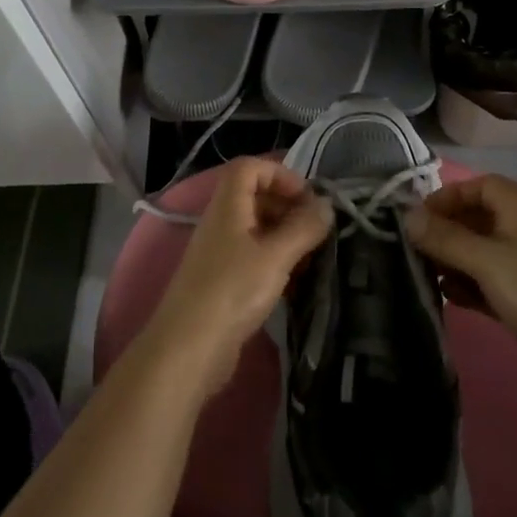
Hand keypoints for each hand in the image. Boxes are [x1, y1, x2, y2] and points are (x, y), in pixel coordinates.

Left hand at [140, 157, 332, 400]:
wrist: (188, 350)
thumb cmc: (232, 291)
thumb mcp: (275, 256)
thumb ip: (303, 228)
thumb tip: (327, 204)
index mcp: (228, 205)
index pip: (250, 167)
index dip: (280, 174)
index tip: (308, 198)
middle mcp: (221, 222)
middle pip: (254, 196)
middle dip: (288, 206)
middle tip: (316, 229)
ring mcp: (220, 252)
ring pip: (256, 228)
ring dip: (285, 235)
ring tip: (312, 257)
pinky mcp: (223, 281)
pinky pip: (253, 256)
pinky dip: (275, 260)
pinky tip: (295, 282)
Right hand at [405, 174, 516, 406]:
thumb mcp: (487, 259)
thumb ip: (444, 237)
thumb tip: (407, 217)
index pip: (477, 186)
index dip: (446, 197)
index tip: (417, 218)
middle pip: (476, 218)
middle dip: (445, 231)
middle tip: (412, 249)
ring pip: (480, 253)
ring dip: (453, 260)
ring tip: (423, 273)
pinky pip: (488, 282)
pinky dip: (468, 285)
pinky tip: (447, 296)